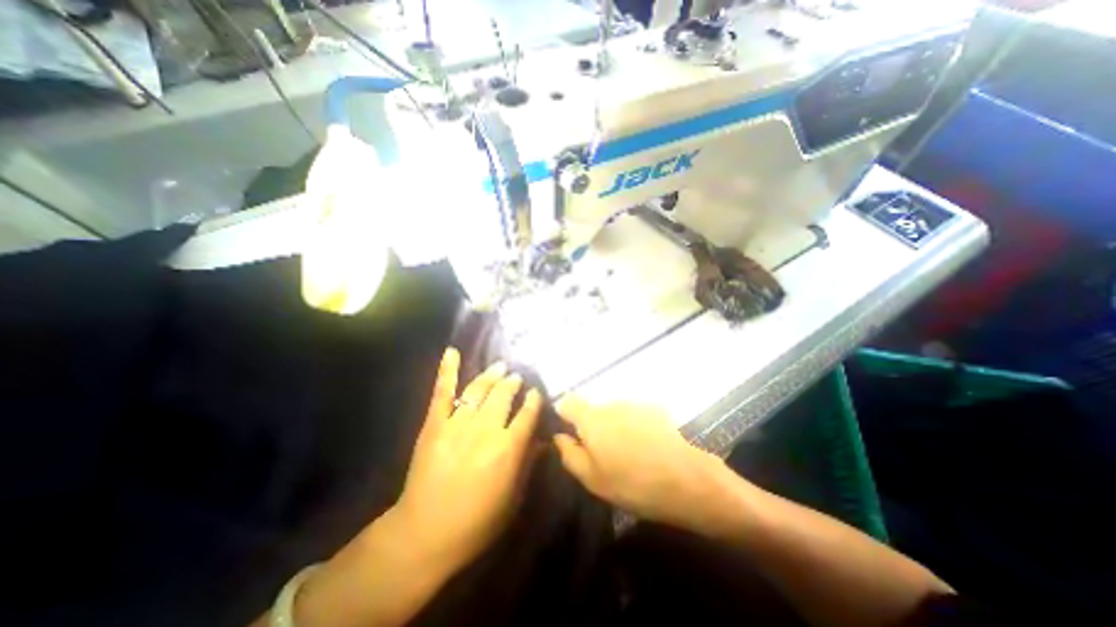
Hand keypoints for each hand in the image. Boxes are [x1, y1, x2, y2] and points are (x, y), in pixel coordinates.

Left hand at [391, 349, 546, 573]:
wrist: (425, 534)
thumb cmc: (477, 522)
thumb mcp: (513, 498)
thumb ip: (528, 464)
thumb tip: (542, 440)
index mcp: (508, 450)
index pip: (527, 415)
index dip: (534, 401)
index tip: (536, 392)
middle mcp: (485, 431)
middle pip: (504, 396)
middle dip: (513, 383)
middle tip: (517, 376)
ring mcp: (457, 425)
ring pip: (479, 390)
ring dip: (491, 375)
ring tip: (500, 366)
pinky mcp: (434, 425)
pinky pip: (442, 393)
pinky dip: (447, 371)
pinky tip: (452, 352)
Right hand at [554, 394, 727, 531]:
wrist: (688, 480)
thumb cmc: (633, 484)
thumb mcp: (592, 479)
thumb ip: (569, 454)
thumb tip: (559, 436)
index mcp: (592, 418)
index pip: (568, 401)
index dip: (565, 415)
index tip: (570, 434)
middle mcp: (611, 404)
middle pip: (593, 409)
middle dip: (592, 427)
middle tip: (603, 454)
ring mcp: (635, 404)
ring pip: (614, 413)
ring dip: (614, 427)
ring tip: (628, 454)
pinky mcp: (655, 410)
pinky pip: (633, 415)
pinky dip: (633, 427)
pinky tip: (647, 449)